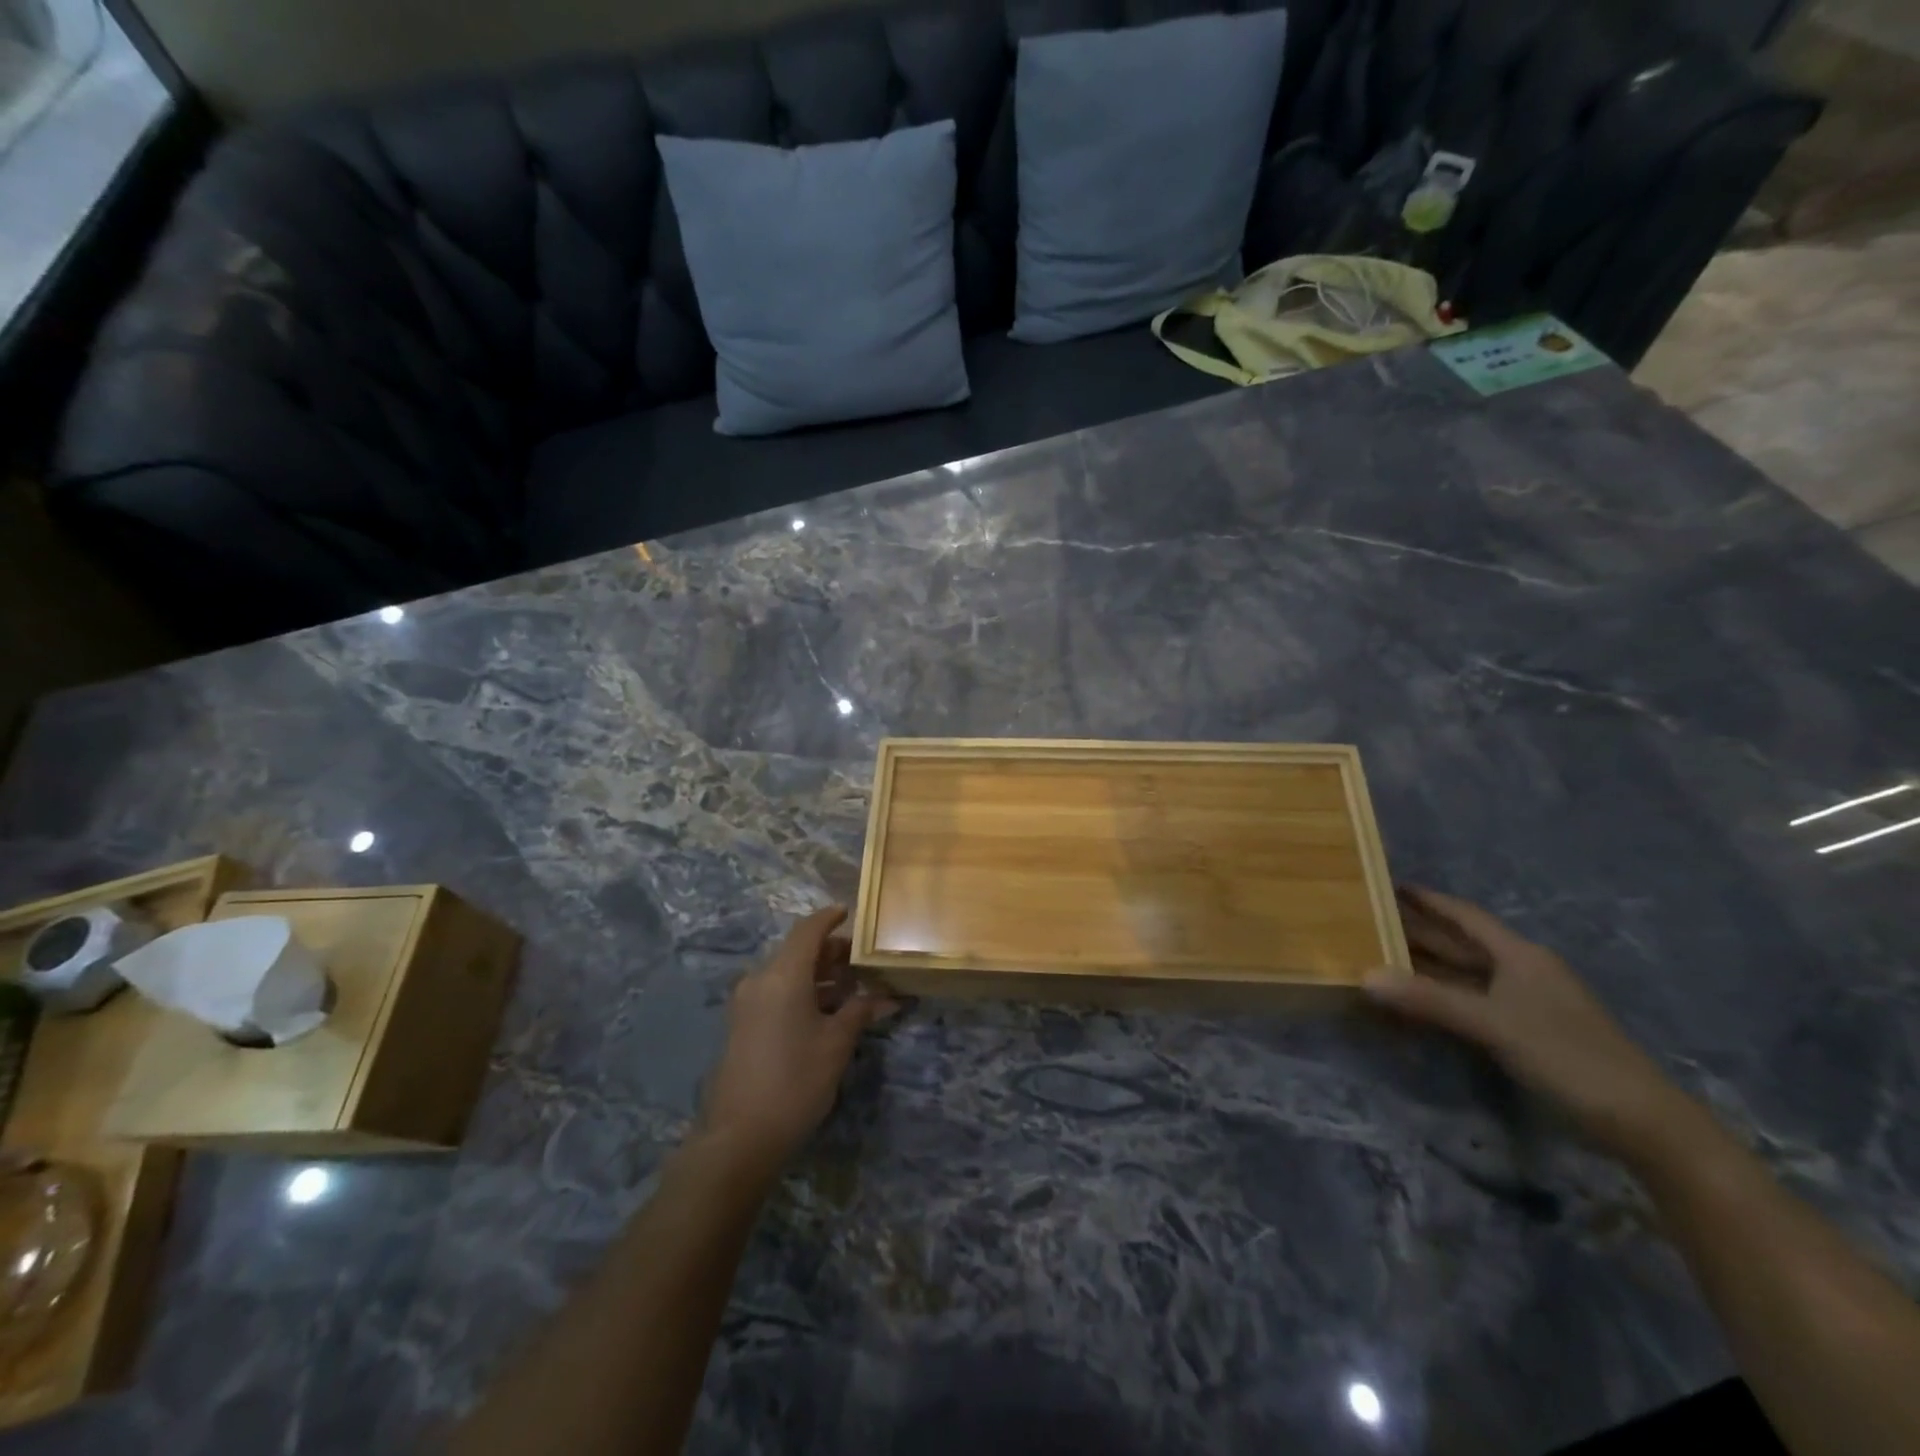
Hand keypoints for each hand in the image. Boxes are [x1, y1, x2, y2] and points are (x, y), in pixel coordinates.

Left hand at [698, 907, 898, 1176]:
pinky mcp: (743, 1025)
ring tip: (852, 987)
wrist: (739, 1137)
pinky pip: (776, 993)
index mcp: (783, 975)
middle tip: (863, 961)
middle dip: (831, 952)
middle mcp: (760, 980)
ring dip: (818, 975)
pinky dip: (802, 992)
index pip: (808, 930)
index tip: (850, 912)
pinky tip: (827, 1010)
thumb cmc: (795, 1081)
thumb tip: (886, 997)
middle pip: (798, 951)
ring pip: (787, 973)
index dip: (829, 918)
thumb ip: (860, 1010)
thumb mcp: (836, 1044)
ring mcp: (747, 1003)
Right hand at [1366, 886, 1683, 1156]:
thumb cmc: (1569, 1057)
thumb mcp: (1494, 1025)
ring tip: (1379, 957)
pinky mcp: (1525, 1033)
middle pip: (1461, 944)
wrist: (1643, 1123)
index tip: (1388, 885)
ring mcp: (1525, 1004)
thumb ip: (1429, 1000)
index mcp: (1520, 956)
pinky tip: (1414, 1003)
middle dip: (1418, 932)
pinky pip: (1470, 1003)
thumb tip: (1366, 976)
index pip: (1466, 917)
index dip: (1429, 900)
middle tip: (1368, 922)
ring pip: (1464, 975)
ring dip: (1426, 968)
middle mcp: (1522, 972)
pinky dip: (1440, 999)